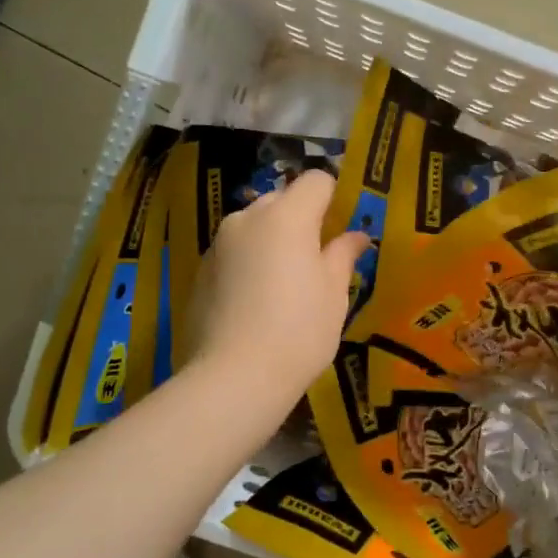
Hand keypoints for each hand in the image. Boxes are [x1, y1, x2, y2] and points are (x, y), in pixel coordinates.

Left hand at [186, 169, 369, 398]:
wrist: (234, 377)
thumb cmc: (299, 331)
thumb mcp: (334, 294)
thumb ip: (343, 255)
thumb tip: (356, 236)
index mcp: (286, 217)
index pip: (316, 181)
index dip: (334, 198)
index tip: (342, 227)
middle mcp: (247, 218)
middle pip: (281, 199)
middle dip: (301, 218)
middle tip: (317, 258)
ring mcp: (218, 244)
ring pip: (254, 225)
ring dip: (272, 240)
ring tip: (284, 282)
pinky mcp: (200, 270)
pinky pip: (233, 252)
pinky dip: (248, 262)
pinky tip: (255, 301)